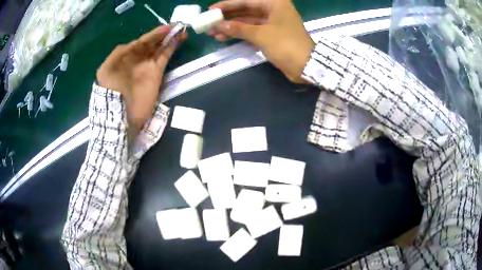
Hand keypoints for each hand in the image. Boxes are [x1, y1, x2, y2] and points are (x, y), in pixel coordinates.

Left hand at [97, 26, 185, 133]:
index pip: (141, 41)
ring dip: (169, 39)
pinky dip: (170, 49)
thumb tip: (134, 44)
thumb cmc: (111, 91)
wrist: (120, 115)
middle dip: (163, 34)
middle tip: (177, 26)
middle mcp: (137, 60)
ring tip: (181, 31)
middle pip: (152, 43)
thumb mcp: (106, 70)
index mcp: (125, 57)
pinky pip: (164, 58)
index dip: (153, 34)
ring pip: (159, 49)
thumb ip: (117, 53)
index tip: (166, 27)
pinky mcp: (156, 75)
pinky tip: (178, 40)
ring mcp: (147, 67)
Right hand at [209, 0, 314, 82]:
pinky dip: (239, 34)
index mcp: (274, 3)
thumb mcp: (260, 35)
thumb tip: (219, 25)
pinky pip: (252, 30)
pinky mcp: (271, 34)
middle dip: (227, 17)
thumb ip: (238, 28)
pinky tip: (224, 37)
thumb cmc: (285, 44)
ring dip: (231, 27)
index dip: (227, 5)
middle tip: (209, 23)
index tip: (211, 10)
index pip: (246, 1)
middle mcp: (273, 10)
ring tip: (212, 32)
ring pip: (247, 21)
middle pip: (245, 10)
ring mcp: (272, 22)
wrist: (306, 66)